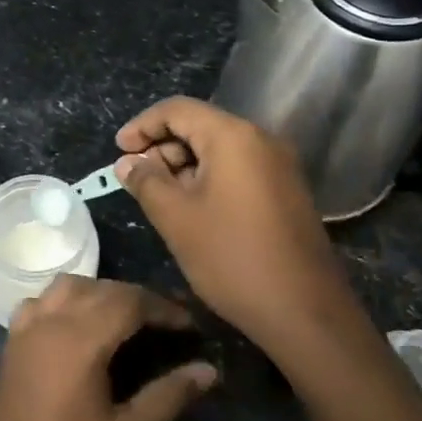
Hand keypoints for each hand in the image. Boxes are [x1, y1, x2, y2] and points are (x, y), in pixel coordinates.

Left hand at [0, 277, 215, 420]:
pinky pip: (43, 300)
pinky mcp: (13, 341)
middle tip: (168, 322)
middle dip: (139, 298)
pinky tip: (79, 323)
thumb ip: (168, 396)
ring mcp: (28, 328)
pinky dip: (67, 299)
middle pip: (102, 288)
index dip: (164, 308)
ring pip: (69, 285)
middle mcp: (52, 321)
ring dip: (102, 291)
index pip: (130, 302)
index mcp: (81, 339)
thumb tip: (208, 370)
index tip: (190, 325)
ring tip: (127, 317)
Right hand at [116, 97, 362, 352]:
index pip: (177, 109)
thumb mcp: (176, 218)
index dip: (142, 125)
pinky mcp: (286, 191)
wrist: (304, 311)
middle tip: (135, 179)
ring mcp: (279, 166)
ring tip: (159, 197)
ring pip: (220, 150)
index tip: (117, 150)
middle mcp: (261, 140)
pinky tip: (192, 209)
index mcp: (234, 136)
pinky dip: (208, 179)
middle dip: (162, 147)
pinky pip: (239, 169)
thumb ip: (146, 181)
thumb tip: (128, 162)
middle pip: (200, 126)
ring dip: (184, 165)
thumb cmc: (231, 257)